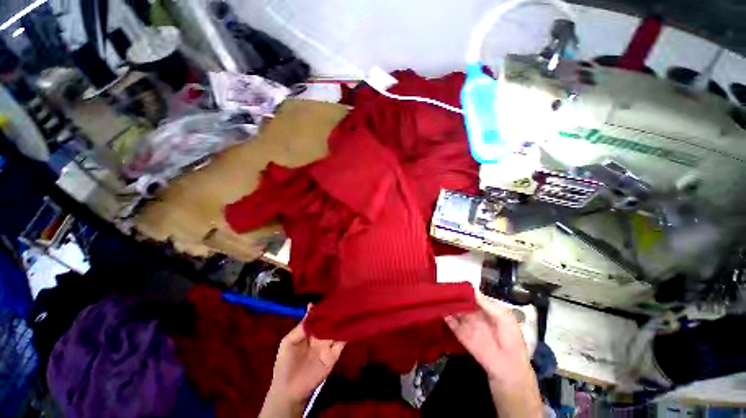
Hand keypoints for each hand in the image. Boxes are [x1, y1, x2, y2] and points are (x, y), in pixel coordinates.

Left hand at [259, 309, 344, 417]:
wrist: (289, 390)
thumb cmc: (285, 364)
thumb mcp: (288, 342)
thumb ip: (301, 326)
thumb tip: (311, 306)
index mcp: (310, 331)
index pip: (319, 317)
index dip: (324, 308)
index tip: (331, 297)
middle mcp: (321, 336)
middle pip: (330, 321)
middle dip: (335, 312)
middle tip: (344, 299)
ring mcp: (328, 345)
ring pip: (337, 330)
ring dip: (343, 321)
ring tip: (350, 308)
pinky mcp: (334, 355)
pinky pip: (342, 342)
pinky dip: (347, 333)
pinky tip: (351, 323)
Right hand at [445, 292, 541, 417]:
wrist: (508, 367)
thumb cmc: (511, 339)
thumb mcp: (504, 317)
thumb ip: (487, 303)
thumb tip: (471, 289)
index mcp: (485, 309)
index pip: (471, 296)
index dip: (463, 289)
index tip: (453, 281)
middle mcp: (474, 314)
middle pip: (460, 301)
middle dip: (452, 294)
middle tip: (441, 285)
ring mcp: (466, 324)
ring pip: (454, 310)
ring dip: (446, 303)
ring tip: (436, 293)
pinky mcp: (460, 334)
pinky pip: (451, 323)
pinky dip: (444, 315)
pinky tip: (437, 307)